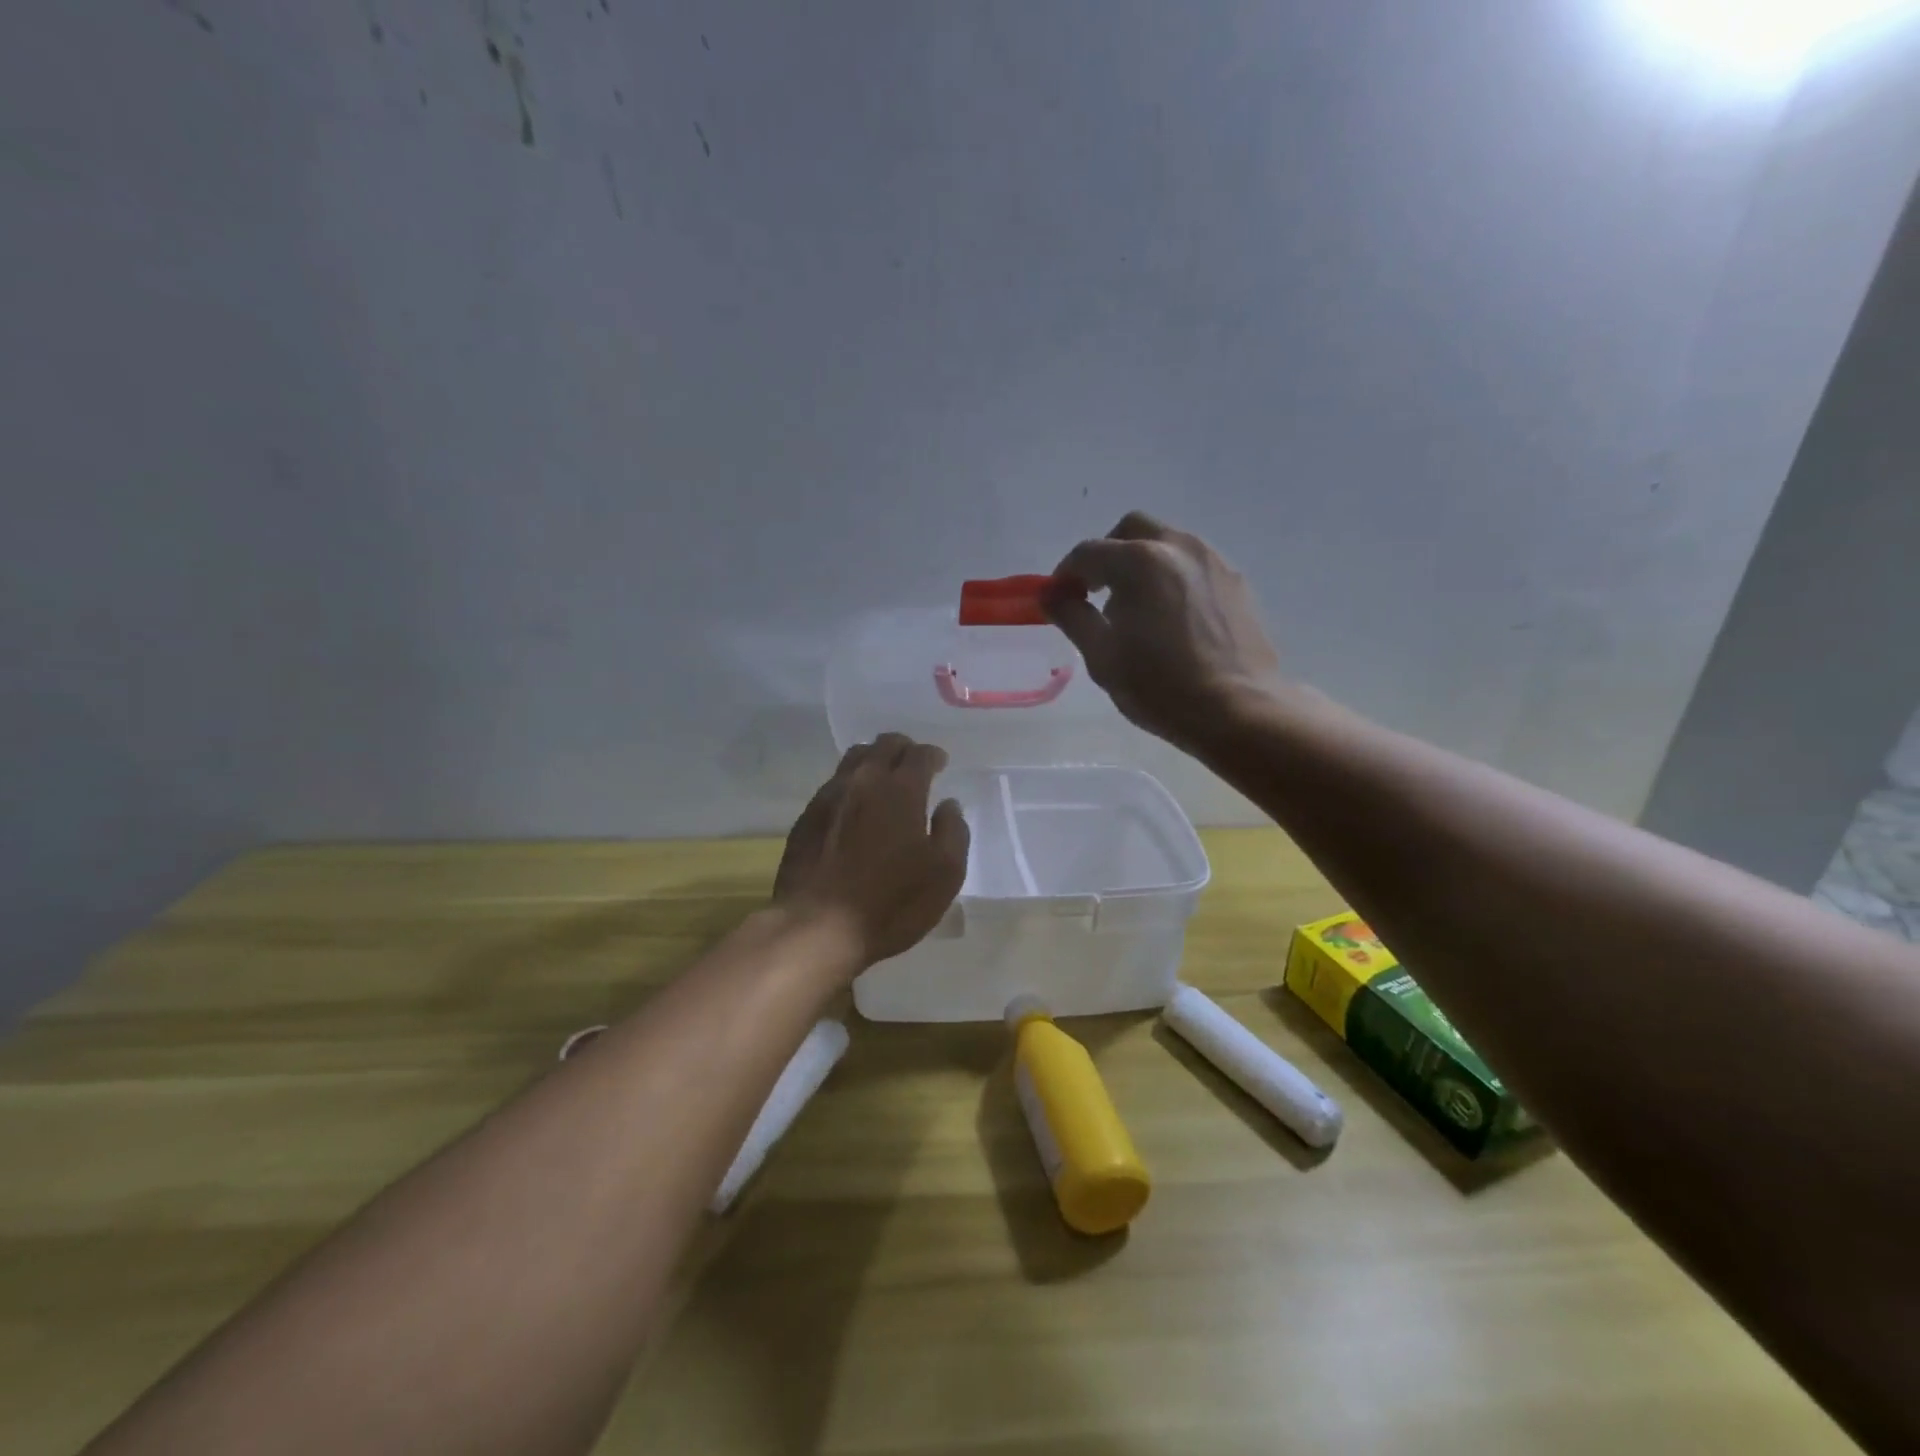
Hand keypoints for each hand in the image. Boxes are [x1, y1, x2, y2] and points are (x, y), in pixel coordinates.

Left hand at [773, 734, 969, 968]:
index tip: (940, 764)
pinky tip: (855, 808)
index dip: (933, 756)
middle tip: (913, 765)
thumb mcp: (944, 875)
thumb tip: (948, 805)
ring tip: (883, 780)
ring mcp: (829, 796)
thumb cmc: (891, 903)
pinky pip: (834, 784)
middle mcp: (863, 781)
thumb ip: (953, 832)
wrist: (817, 927)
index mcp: (901, 790)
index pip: (919, 754)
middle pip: (884, 745)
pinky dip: (851, 784)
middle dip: (904, 749)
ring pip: (855, 758)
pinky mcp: (806, 817)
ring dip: (875, 760)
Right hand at [1046, 512, 1283, 752]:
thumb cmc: (1160, 686)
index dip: (1066, 574)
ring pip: (1167, 543)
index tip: (1059, 599)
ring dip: (1142, 563)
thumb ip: (1072, 616)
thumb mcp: (1102, 656)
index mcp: (1140, 561)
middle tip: (1097, 592)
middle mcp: (1178, 547)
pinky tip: (1171, 618)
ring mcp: (1213, 561)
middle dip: (1107, 554)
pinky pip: (1193, 566)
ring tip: (1137, 609)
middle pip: (1131, 530)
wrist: (1238, 710)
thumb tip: (1051, 594)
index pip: (1088, 553)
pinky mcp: (1236, 582)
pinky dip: (1172, 578)